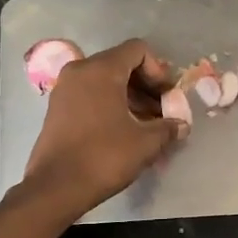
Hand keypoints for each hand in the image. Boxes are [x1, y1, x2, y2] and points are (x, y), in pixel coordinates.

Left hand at [22, 38, 187, 216]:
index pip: (137, 50)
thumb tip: (181, 125)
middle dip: (146, 85)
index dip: (159, 70)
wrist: (56, 187)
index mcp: (101, 70)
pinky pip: (90, 95)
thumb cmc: (104, 157)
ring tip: (146, 125)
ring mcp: (64, 89)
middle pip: (121, 64)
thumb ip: (168, 127)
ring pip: (105, 81)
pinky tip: (123, 131)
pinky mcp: (57, 109)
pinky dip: (110, 105)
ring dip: (130, 97)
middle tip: (161, 112)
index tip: (167, 97)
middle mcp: (79, 71)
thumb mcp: (145, 143)